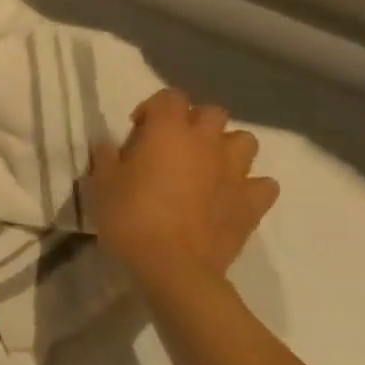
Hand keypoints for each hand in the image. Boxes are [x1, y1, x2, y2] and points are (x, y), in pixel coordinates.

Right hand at [88, 89, 278, 289]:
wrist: (173, 268)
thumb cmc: (130, 217)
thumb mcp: (101, 183)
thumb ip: (106, 156)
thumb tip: (108, 144)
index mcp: (168, 130)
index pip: (169, 97)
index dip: (153, 108)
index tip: (138, 129)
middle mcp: (206, 142)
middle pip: (212, 113)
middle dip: (195, 122)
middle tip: (174, 145)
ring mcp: (234, 172)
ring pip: (245, 141)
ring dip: (227, 148)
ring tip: (207, 166)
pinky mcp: (251, 204)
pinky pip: (263, 185)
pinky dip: (250, 187)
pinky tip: (232, 197)